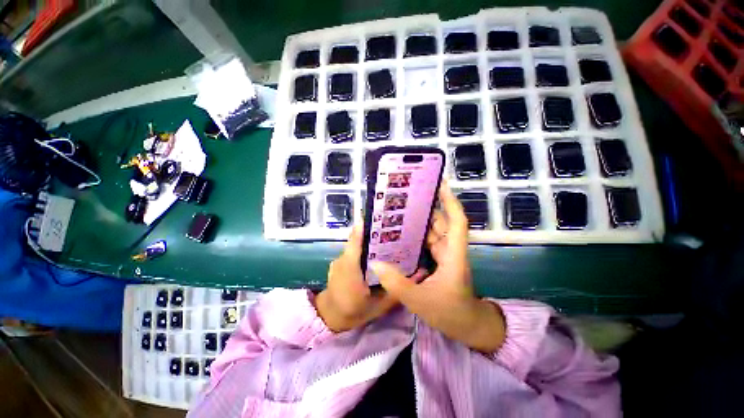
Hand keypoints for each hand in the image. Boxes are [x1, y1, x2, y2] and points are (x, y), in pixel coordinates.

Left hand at [316, 224, 425, 332]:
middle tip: (392, 229)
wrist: (330, 318)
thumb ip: (397, 289)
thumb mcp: (380, 306)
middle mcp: (342, 260)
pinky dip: (363, 249)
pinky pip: (352, 251)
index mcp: (350, 270)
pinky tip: (375, 253)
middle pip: (358, 239)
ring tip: (387, 239)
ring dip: (369, 240)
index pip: (356, 242)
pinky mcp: (338, 261)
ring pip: (356, 245)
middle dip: (374, 231)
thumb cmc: (355, 312)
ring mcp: (338, 260)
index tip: (380, 217)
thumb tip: (418, 275)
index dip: (365, 227)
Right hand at [371, 181, 505, 352]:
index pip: (456, 221)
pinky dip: (418, 236)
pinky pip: (429, 243)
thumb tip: (375, 263)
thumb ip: (396, 282)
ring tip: (401, 212)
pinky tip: (403, 235)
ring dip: (421, 221)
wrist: (467, 327)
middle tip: (408, 197)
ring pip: (434, 232)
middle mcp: (450, 250)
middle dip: (428, 208)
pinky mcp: (440, 261)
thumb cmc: (450, 313)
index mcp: (453, 255)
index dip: (450, 201)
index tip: (439, 185)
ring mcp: (446, 255)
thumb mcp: (419, 300)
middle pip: (442, 223)